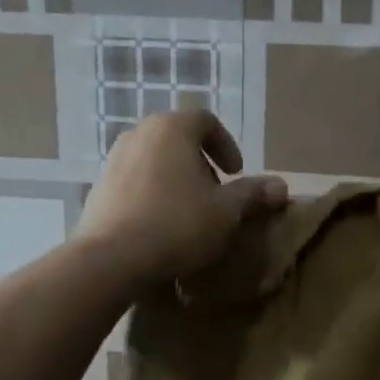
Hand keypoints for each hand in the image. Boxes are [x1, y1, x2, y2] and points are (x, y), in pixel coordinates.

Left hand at [78, 111, 287, 286]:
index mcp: (172, 128)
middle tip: (215, 194)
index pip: (205, 121)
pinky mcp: (98, 188)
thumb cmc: (178, 224)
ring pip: (154, 160)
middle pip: (178, 139)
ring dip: (176, 179)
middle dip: (201, 164)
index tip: (236, 174)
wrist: (112, 258)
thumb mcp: (227, 211)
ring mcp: (113, 159)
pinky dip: (152, 194)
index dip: (226, 145)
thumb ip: (253, 193)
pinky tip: (160, 226)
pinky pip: (134, 182)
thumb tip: (281, 186)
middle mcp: (139, 133)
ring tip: (189, 212)